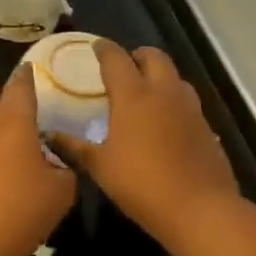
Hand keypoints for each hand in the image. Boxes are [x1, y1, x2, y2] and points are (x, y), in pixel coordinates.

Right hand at [48, 43, 237, 246]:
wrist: (199, 208)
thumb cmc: (141, 184)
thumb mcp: (100, 167)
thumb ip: (74, 147)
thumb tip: (49, 136)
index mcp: (133, 95)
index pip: (116, 59)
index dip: (104, 49)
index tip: (96, 47)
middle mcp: (163, 92)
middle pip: (153, 56)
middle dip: (137, 55)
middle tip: (124, 68)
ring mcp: (189, 107)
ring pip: (174, 76)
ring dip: (158, 75)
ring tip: (144, 92)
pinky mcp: (206, 126)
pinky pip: (186, 101)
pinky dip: (172, 100)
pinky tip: (164, 122)